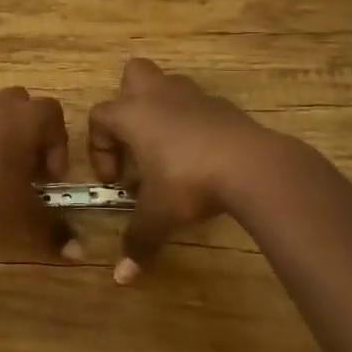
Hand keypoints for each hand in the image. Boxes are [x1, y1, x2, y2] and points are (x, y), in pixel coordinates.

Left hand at [0, 87, 72, 251]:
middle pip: (24, 106)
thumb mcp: (23, 215)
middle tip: (26, 169)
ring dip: (0, 137)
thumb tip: (80, 254)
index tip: (49, 177)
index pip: (54, 115)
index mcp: (27, 118)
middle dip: (30, 134)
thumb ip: (52, 231)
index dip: (58, 144)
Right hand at [87, 58, 276, 280]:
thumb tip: (120, 278)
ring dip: (162, 110)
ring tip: (169, 150)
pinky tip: (202, 156)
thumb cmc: (190, 182)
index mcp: (132, 114)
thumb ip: (138, 240)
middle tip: (135, 140)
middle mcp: (159, 96)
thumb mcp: (160, 215)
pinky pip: (199, 105)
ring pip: (168, 85)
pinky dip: (194, 124)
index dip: (99, 148)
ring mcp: (195, 96)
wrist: (253, 165)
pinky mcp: (225, 106)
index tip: (116, 181)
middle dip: (128, 100)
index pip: (99, 117)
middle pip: (133, 73)